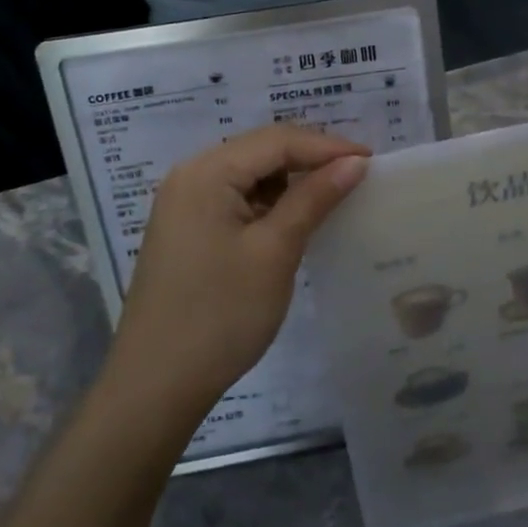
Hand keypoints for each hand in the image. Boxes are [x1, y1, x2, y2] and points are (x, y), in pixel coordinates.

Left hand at [107, 126, 369, 423]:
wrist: (155, 386)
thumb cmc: (220, 314)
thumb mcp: (275, 251)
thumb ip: (314, 198)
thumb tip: (355, 161)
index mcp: (206, 173)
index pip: (277, 141)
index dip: (327, 146)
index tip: (372, 161)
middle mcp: (190, 176)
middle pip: (261, 150)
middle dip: (310, 158)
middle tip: (357, 174)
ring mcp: (184, 204)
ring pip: (250, 174)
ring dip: (291, 180)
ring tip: (333, 194)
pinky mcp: (187, 230)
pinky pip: (236, 198)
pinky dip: (269, 202)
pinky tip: (295, 219)